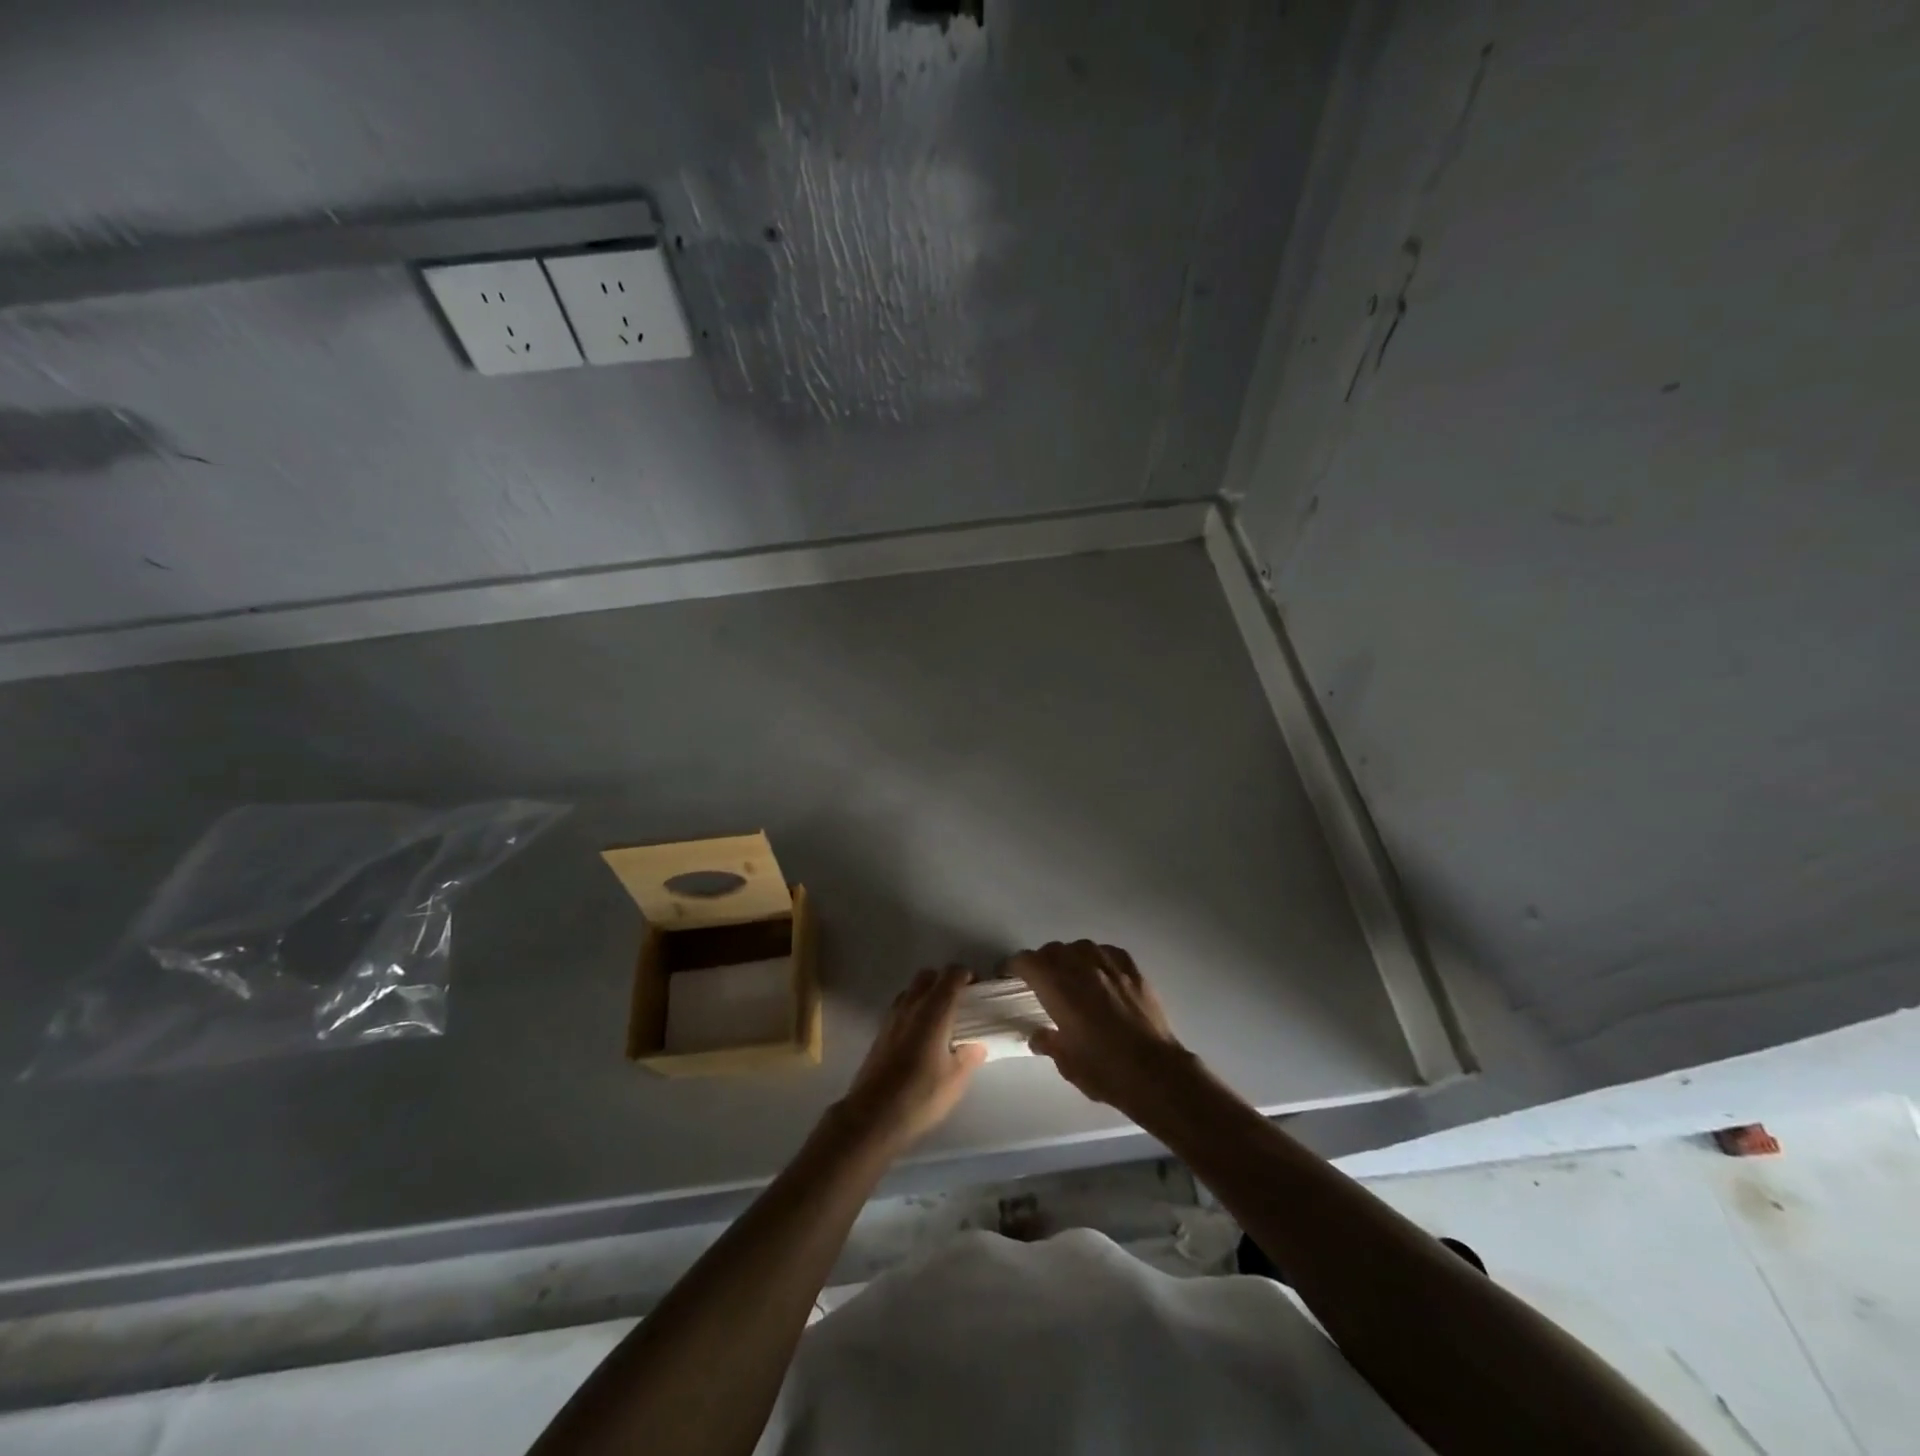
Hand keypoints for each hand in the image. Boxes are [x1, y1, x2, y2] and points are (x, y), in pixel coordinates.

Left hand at [834, 967, 986, 1156]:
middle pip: (928, 976)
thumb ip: (969, 1057)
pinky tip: (921, 1036)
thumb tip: (976, 1045)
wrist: (872, 1115)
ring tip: (941, 1020)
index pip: (951, 975)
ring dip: (927, 994)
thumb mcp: (955, 1080)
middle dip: (945, 981)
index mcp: (934, 1011)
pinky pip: (901, 1007)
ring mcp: (892, 1017)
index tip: (978, 989)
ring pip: (912, 990)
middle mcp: (911, 1006)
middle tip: (960, 1002)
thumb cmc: (919, 1095)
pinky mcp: (880, 1032)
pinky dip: (914, 1009)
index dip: (966, 975)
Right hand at [1009, 941, 1188, 1112]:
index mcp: (1059, 988)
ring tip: (1071, 974)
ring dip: (1069, 956)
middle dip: (1041, 961)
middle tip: (1040, 980)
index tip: (1008, 975)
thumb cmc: (1105, 1070)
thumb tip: (1038, 1035)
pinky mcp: (1133, 970)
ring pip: (1080, 946)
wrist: (1156, 1072)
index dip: (1013, 965)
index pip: (1027, 961)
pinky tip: (1100, 973)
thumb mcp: (1067, 1063)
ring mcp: (1110, 966)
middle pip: (1053, 950)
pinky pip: (1108, 952)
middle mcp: (1081, 968)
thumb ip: (1048, 1042)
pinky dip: (1097, 958)